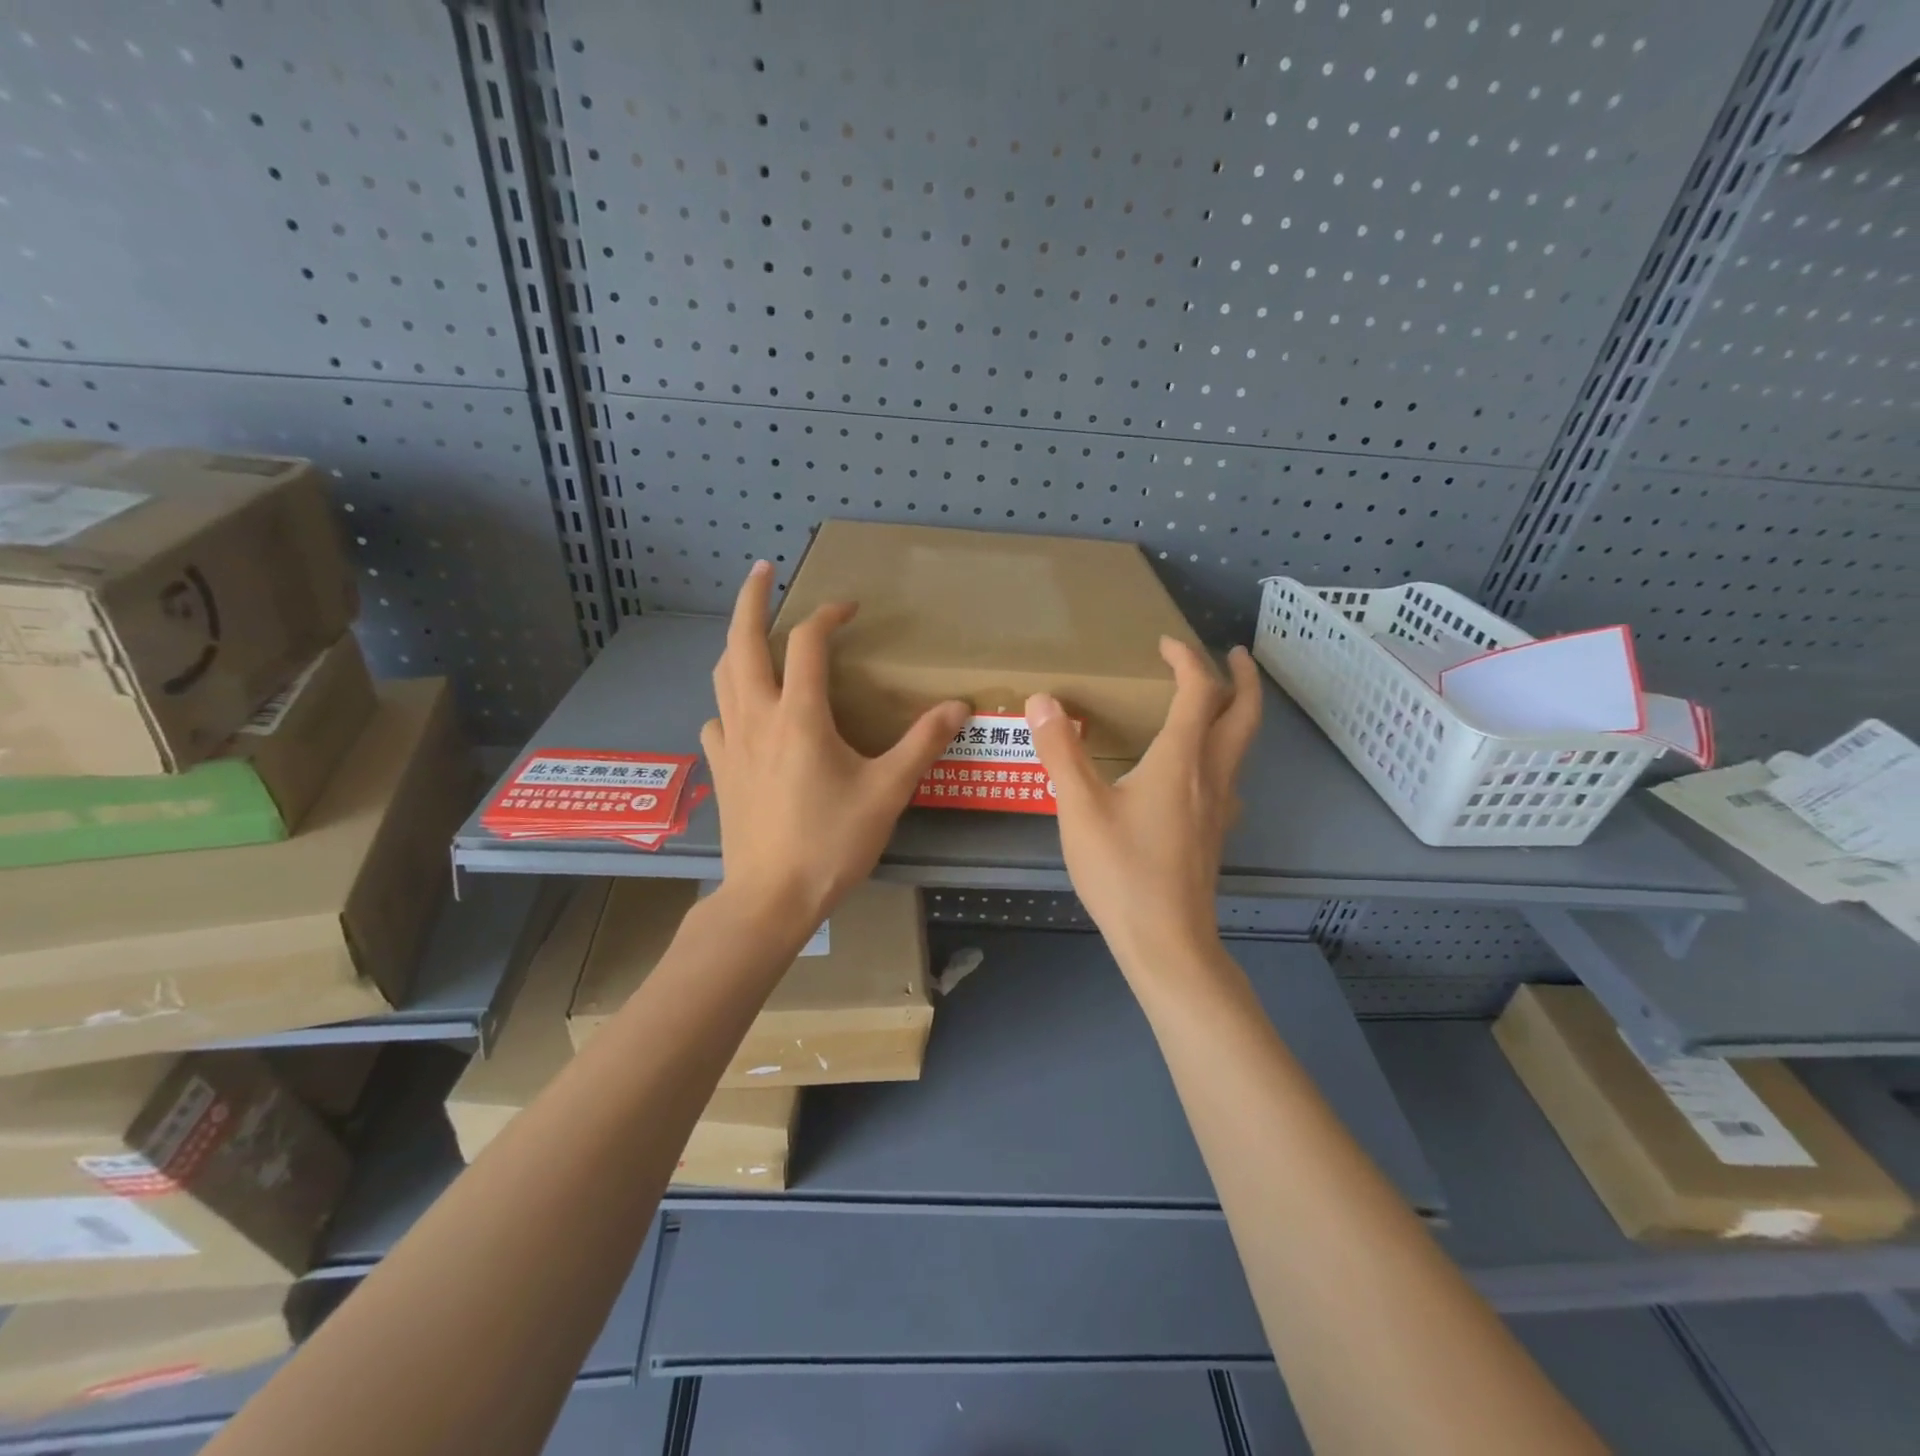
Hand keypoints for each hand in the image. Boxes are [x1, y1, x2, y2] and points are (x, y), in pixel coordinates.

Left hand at [701, 561, 967, 935]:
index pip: (808, 644)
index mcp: (800, 715)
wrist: (771, 898)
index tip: (850, 608)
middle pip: (743, 642)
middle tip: (762, 571)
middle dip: (751, 600)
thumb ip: (922, 744)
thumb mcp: (887, 791)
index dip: (828, 616)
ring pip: (723, 675)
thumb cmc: (831, 842)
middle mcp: (757, 716)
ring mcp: (731, 742)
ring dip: (737, 645)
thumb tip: (958, 706)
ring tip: (753, 635)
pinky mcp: (720, 769)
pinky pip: (717, 718)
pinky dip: (729, 700)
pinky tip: (743, 712)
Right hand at [1027, 639, 1261, 975]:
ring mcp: (1219, 807)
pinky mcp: (1214, 833)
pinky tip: (1196, 772)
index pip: (1199, 691)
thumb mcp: (1079, 807)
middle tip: (1234, 654)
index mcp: (1181, 759)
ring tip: (1214, 704)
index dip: (1187, 659)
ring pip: (1242, 747)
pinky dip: (1222, 754)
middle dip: (1244, 677)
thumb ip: (1061, 751)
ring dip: (1238, 715)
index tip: (1165, 643)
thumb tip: (1043, 700)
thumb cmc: (1122, 870)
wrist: (1166, 941)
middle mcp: (1211, 775)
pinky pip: (1228, 778)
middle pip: (1245, 714)